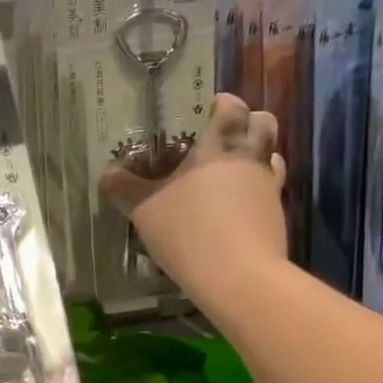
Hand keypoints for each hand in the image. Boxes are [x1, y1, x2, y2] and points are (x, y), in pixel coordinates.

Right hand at [99, 94, 287, 301]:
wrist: (239, 278)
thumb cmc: (188, 232)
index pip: (232, 106)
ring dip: (255, 159)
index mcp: (219, 146)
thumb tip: (105, 173)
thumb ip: (124, 189)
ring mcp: (269, 188)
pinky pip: (269, 192)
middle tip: (222, 139)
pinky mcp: (277, 217)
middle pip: (264, 123)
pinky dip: (255, 194)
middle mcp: (250, 159)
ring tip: (229, 176)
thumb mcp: (144, 211)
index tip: (208, 110)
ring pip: (272, 157)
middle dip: (248, 124)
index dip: (222, 104)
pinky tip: (234, 211)